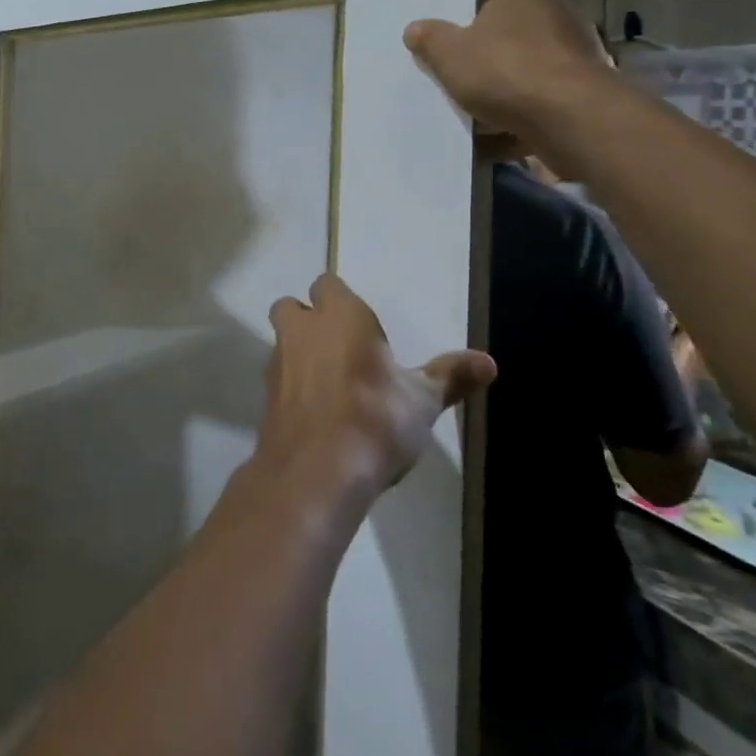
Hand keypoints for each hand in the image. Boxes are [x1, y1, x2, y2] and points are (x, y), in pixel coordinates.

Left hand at [261, 274, 494, 501]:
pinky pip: (278, 380)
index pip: (328, 284)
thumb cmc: (376, 419)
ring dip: (299, 354)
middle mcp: (302, 329)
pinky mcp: (266, 397)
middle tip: (339, 349)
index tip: (363, 328)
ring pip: (282, 343)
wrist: (317, 471)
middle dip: (308, 320)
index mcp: (340, 315)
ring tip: (331, 386)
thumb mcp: (423, 400)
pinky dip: (293, 389)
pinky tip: (317, 416)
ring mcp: (278, 363)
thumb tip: (490, 362)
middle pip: (291, 307)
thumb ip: (451, 376)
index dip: (340, 300)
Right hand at [402, 0, 611, 147]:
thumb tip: (415, 29)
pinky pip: (538, 106)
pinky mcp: (584, 94)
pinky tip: (492, 144)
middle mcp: (555, 15)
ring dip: (497, 100)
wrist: (569, 119)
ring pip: (520, 77)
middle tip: (452, 87)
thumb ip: (429, 39)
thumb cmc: (504, 71)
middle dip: (480, 67)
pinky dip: (517, 123)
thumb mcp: (448, 54)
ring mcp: (574, 56)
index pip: (485, 2)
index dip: (461, 28)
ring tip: (469, 122)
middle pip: (504, 42)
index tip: (445, 53)